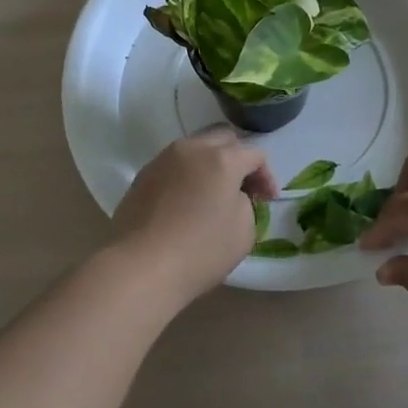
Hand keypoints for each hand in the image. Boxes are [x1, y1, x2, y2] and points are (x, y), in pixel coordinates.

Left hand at [108, 128, 278, 304]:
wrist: (140, 267)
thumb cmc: (200, 250)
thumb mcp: (244, 231)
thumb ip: (246, 203)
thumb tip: (232, 195)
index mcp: (222, 159)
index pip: (255, 154)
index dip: (267, 176)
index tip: (267, 200)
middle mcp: (193, 149)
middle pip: (224, 139)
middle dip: (239, 159)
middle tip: (244, 188)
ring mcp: (164, 159)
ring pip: (196, 148)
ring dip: (211, 164)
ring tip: (213, 193)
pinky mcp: (143, 175)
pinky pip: (175, 165)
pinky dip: (188, 175)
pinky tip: (187, 201)